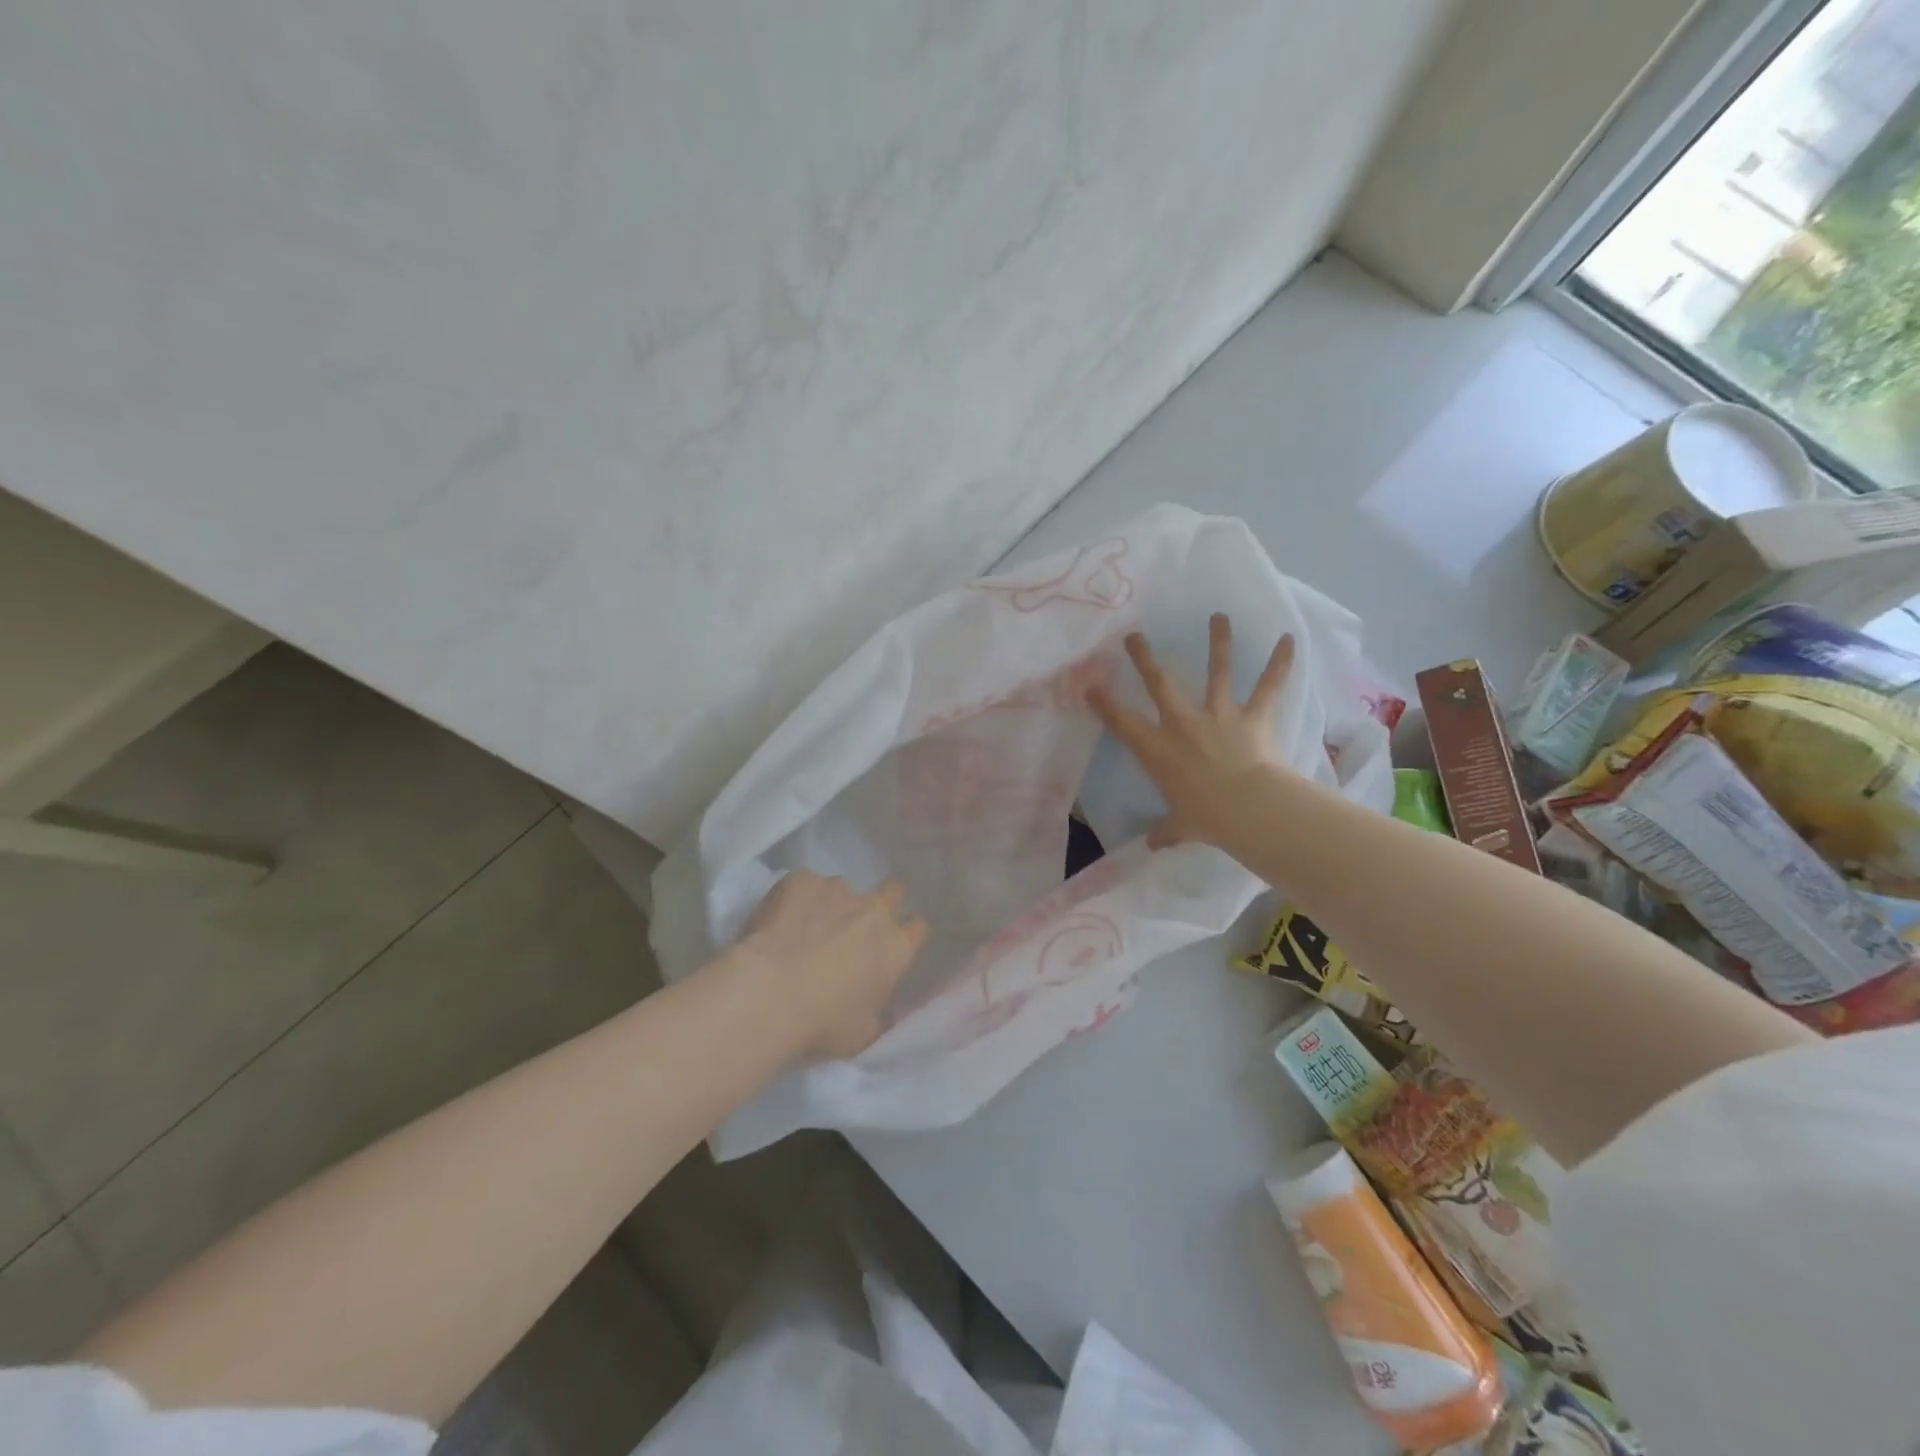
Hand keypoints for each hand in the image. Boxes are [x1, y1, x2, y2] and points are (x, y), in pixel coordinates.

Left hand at [735, 871, 927, 1060]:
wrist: (768, 993)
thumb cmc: (821, 1022)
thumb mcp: (861, 1034)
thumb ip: (878, 1015)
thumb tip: (883, 1011)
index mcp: (896, 947)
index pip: (918, 927)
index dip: (905, 934)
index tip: (890, 946)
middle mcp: (874, 910)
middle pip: (893, 891)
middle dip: (881, 902)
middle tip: (857, 925)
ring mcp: (838, 889)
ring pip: (843, 889)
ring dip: (832, 904)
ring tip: (804, 928)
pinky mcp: (801, 880)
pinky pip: (805, 884)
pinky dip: (797, 899)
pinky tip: (779, 920)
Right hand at [1087, 614, 1292, 853]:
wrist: (1247, 808)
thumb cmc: (1206, 818)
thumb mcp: (1180, 827)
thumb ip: (1166, 832)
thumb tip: (1153, 845)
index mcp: (1157, 749)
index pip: (1121, 721)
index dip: (1104, 703)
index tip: (1091, 686)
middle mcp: (1182, 723)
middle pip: (1160, 683)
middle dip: (1145, 657)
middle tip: (1134, 635)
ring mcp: (1218, 715)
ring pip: (1217, 671)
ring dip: (1218, 642)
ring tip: (1219, 616)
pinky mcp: (1252, 716)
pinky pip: (1268, 686)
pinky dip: (1281, 663)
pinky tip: (1290, 639)